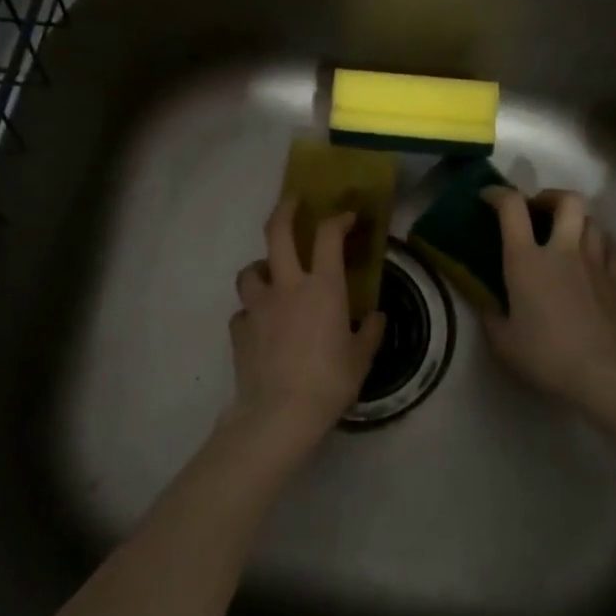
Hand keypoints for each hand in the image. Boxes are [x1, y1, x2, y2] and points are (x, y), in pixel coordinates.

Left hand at [229, 198, 385, 448]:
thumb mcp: (361, 359)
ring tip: (270, 276)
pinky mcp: (239, 329)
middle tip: (292, 201)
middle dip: (284, 210)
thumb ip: (371, 333)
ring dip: (260, 268)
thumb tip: (377, 317)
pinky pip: (243, 312)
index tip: (346, 216)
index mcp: (323, 288)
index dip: (338, 218)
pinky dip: (251, 313)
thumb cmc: (328, 382)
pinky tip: (260, 327)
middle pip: (277, 232)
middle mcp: (287, 286)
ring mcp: (258, 306)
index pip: (328, 236)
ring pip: (249, 270)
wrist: (279, 414)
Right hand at [482, 188, 615, 413]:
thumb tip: (487, 303)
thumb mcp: (503, 342)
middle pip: (567, 201)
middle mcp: (563, 250)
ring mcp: (597, 262)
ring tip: (567, 234)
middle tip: (538, 210)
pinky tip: (596, 254)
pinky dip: (602, 242)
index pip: (512, 207)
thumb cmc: (547, 356)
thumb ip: (491, 316)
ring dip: (577, 221)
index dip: (498, 194)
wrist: (606, 375)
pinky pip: (613, 246)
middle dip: (550, 197)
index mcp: (527, 260)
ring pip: (593, 221)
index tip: (488, 197)